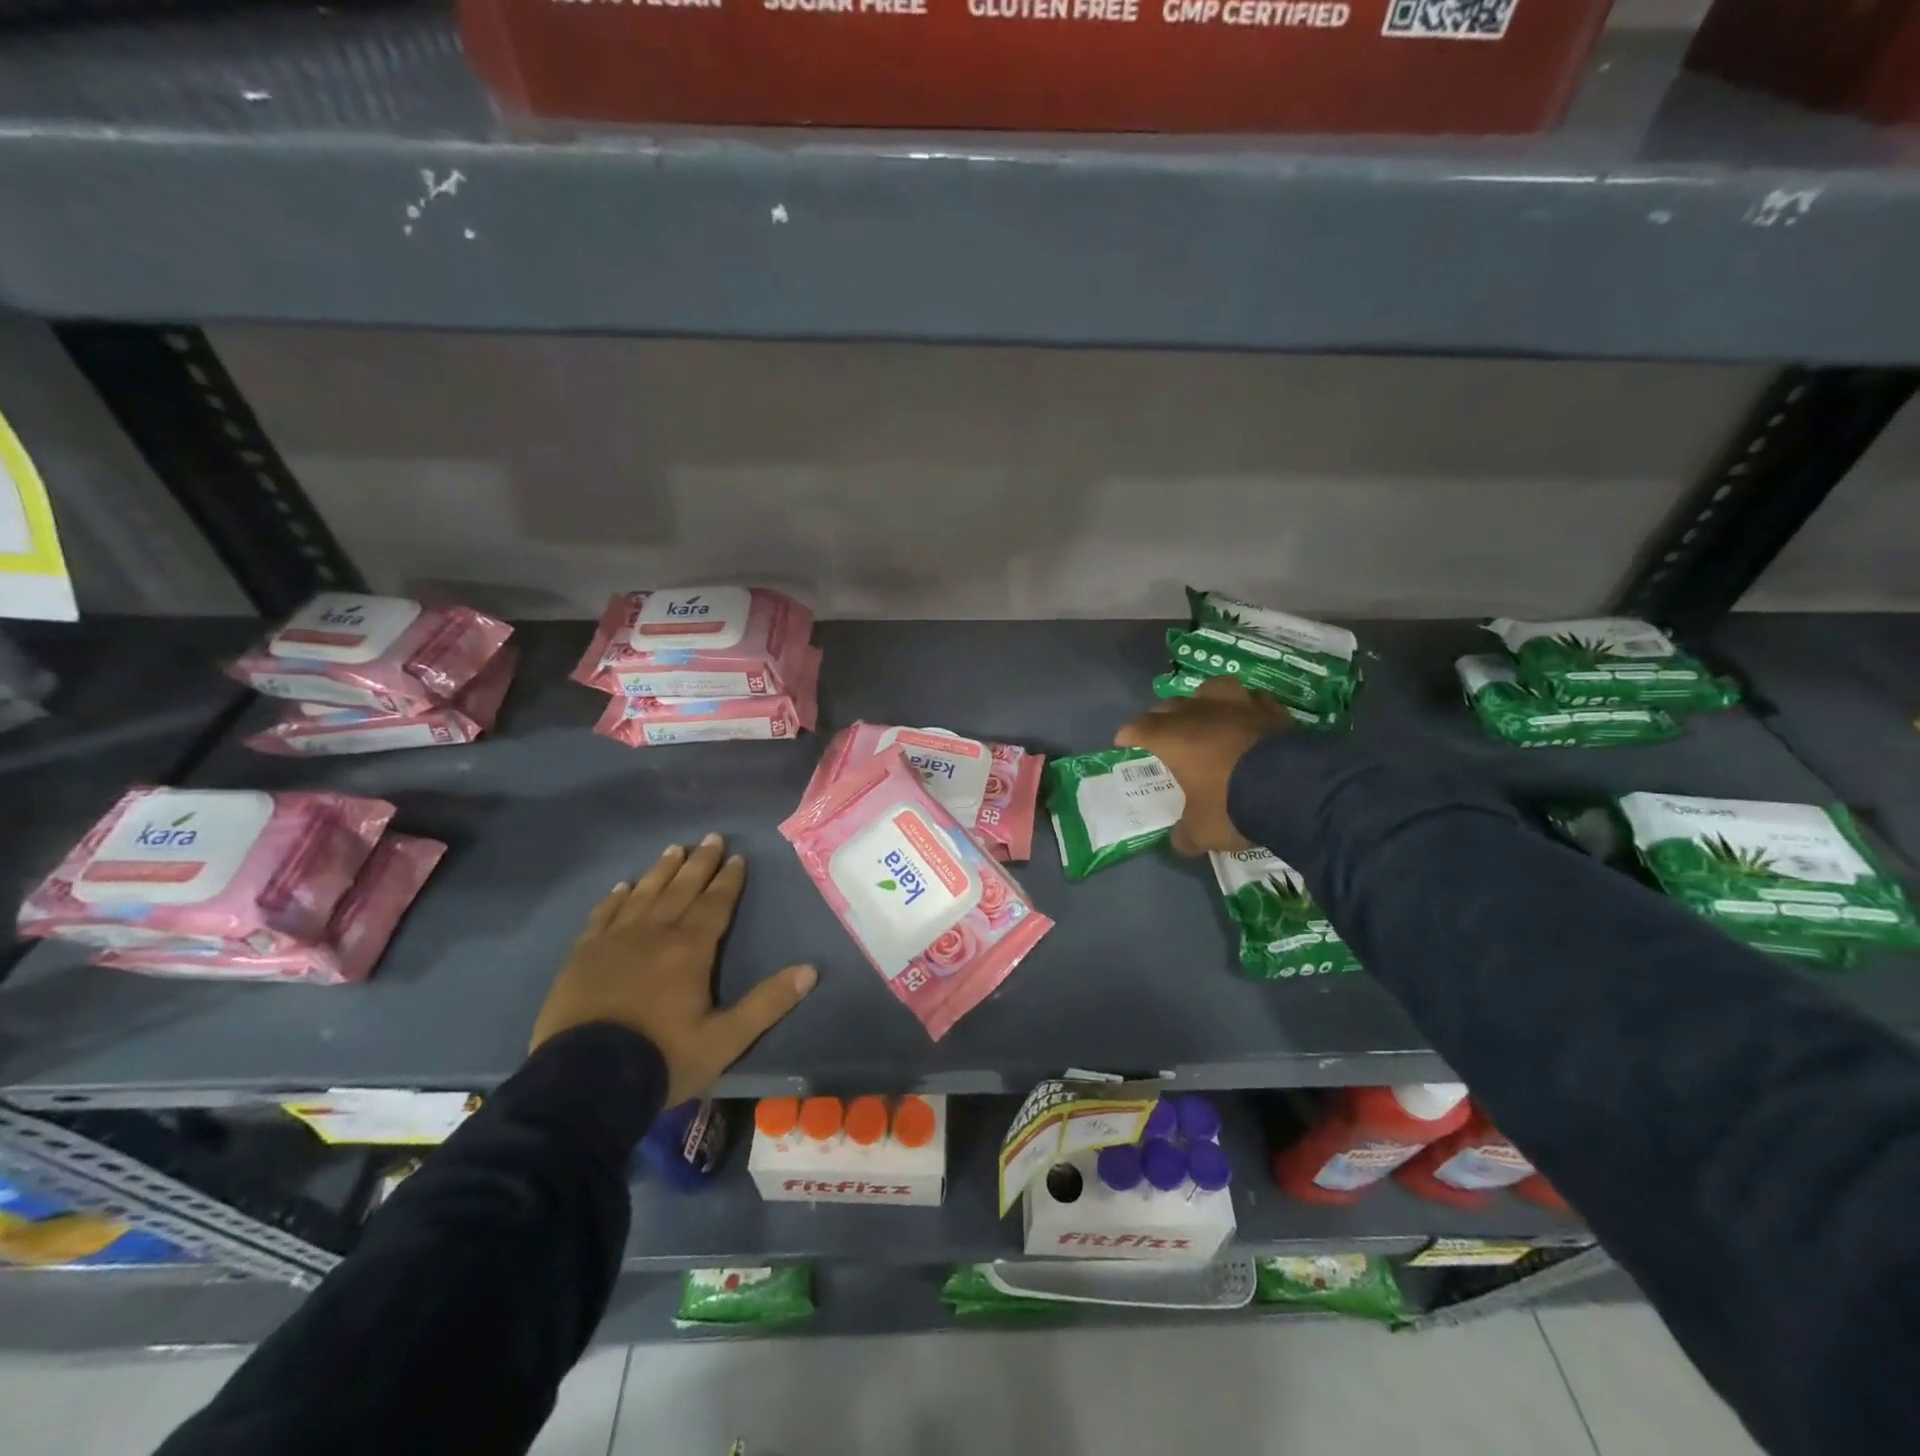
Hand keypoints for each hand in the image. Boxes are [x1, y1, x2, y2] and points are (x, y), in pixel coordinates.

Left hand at [530, 834, 816, 1106]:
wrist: (585, 1081)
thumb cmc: (662, 1058)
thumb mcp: (725, 1039)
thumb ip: (767, 1003)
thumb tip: (810, 970)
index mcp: (690, 949)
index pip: (715, 904)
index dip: (729, 880)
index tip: (738, 856)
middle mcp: (654, 933)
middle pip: (681, 889)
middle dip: (699, 863)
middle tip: (711, 838)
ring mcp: (614, 941)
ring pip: (643, 894)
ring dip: (661, 871)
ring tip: (674, 849)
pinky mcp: (582, 955)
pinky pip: (603, 915)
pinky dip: (615, 898)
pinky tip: (622, 886)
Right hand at [1114, 676, 1291, 854]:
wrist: (1294, 789)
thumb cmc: (1232, 805)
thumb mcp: (1202, 831)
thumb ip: (1186, 834)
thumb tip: (1180, 840)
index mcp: (1173, 738)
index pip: (1140, 727)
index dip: (1129, 735)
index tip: (1123, 743)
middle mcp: (1200, 713)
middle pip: (1170, 705)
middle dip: (1161, 718)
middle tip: (1161, 734)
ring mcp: (1238, 706)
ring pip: (1210, 688)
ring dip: (1202, 700)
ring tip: (1206, 714)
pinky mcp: (1272, 709)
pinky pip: (1251, 700)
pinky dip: (1244, 708)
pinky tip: (1248, 720)